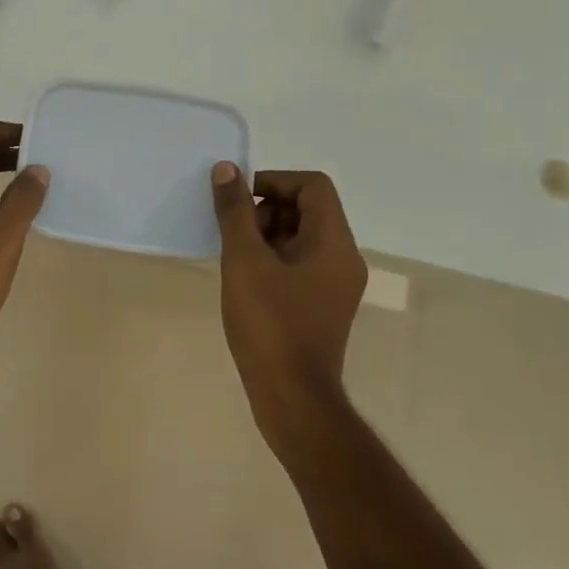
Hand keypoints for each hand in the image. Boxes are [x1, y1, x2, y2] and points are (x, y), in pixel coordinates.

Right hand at [211, 163, 367, 433]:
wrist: (292, 398)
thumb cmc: (270, 324)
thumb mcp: (244, 261)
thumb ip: (234, 212)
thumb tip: (226, 170)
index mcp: (334, 242)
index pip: (313, 186)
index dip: (273, 182)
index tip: (238, 200)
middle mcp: (343, 258)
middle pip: (308, 210)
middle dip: (266, 211)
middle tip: (233, 235)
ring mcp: (335, 285)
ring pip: (301, 238)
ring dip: (265, 236)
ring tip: (235, 261)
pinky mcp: (322, 306)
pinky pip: (299, 265)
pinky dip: (272, 261)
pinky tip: (244, 282)